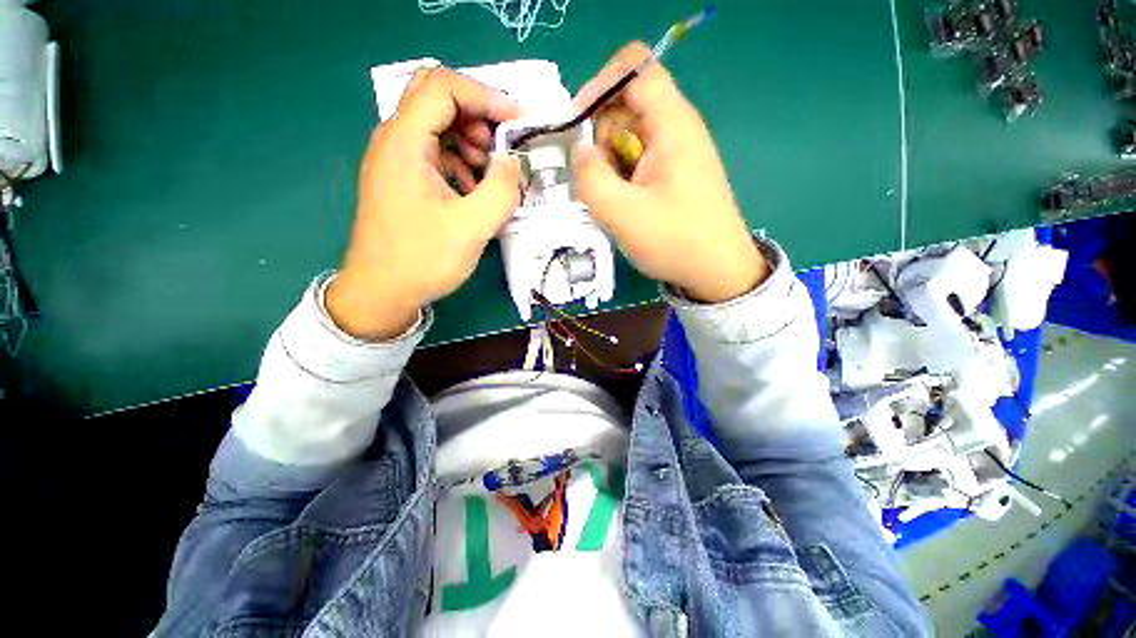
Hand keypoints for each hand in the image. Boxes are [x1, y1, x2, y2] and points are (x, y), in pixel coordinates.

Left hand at [327, 67, 522, 339]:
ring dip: (472, 143)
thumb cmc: (422, 260)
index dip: (485, 95)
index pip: (443, 87)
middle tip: (502, 153)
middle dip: (479, 118)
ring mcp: (397, 161)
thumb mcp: (472, 227)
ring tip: (490, 177)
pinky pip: (436, 154)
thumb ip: (501, 189)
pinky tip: (473, 191)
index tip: (517, 121)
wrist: (382, 292)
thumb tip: (513, 162)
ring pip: (439, 127)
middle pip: (439, 100)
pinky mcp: (403, 179)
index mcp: (405, 143)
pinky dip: (461, 163)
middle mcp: (395, 142)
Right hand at [573, 43, 767, 302]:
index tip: (577, 124)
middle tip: (598, 181)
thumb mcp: (622, 214)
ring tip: (614, 201)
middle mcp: (677, 129)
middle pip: (627, 105)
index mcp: (671, 125)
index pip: (634, 67)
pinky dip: (623, 177)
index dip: (600, 85)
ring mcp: (677, 152)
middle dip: (602, 138)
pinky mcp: (675, 173)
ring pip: (630, 137)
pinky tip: (626, 205)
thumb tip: (580, 152)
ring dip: (611, 164)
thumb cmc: (675, 241)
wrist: (718, 271)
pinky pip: (639, 160)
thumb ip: (591, 178)